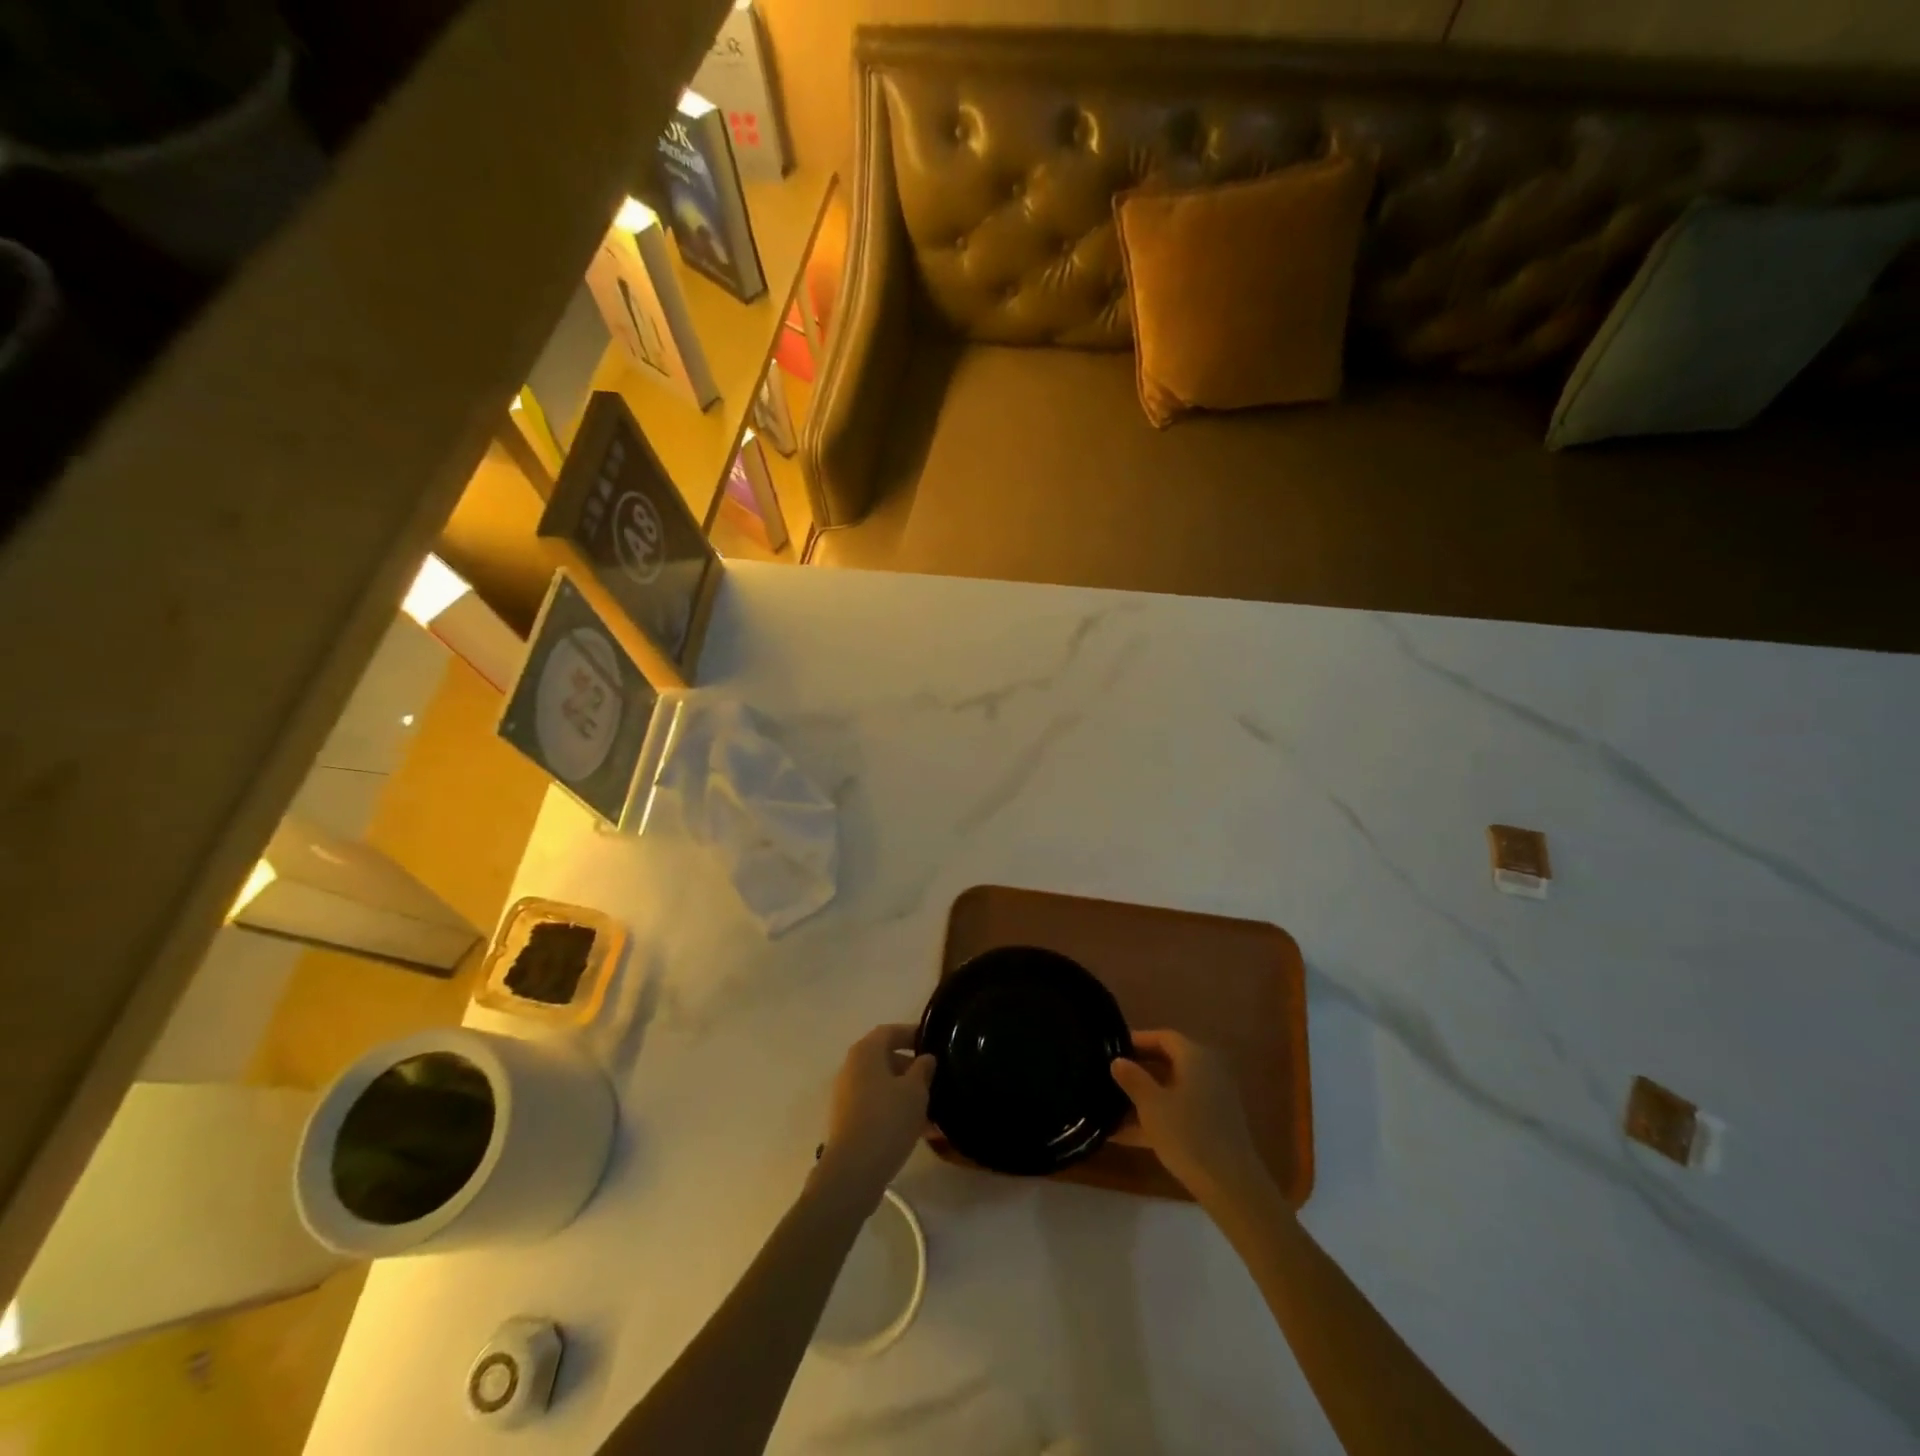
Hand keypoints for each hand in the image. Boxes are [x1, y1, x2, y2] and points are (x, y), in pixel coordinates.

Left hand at [814, 1024, 933, 1208]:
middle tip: (936, 1079)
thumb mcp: (915, 1091)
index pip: (890, 1031)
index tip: (933, 1042)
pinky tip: (920, 1130)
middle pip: (885, 1058)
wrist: (853, 1171)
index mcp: (865, 1052)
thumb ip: (923, 1069)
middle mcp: (852, 1068)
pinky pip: (877, 1106)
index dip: (912, 1033)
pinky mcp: (849, 1121)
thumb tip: (925, 1058)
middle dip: (912, 1067)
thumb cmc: (887, 1120)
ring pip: (883, 1085)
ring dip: (906, 1093)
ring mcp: (848, 1096)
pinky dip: (897, 1111)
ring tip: (933, 1109)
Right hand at [1111, 1030, 1267, 1202]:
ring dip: (1144, 1097)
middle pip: (1168, 1062)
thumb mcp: (1152, 1105)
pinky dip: (1156, 1117)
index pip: (1163, 1037)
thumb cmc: (1188, 1134)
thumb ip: (1133, 1079)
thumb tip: (1117, 1060)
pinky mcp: (1213, 1126)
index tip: (1112, 1048)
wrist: (1232, 1186)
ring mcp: (1213, 1100)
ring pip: (1172, 1090)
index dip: (1137, 1040)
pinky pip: (1179, 1111)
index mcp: (1195, 1057)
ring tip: (1111, 1106)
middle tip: (1110, 1075)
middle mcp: (1208, 1072)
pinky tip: (1125, 1135)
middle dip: (1138, 1069)